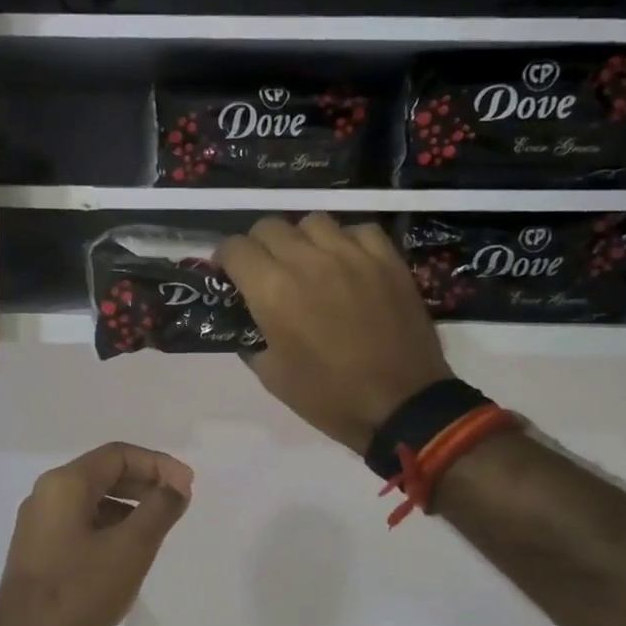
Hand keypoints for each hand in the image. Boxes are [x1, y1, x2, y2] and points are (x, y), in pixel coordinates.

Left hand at [0, 443, 192, 625]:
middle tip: (179, 502)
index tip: (188, 486)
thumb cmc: (79, 592)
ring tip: (159, 527)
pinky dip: (110, 525)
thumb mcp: (131, 548)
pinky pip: (81, 522)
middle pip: (104, 473)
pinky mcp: (39, 549)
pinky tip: (128, 550)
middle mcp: (47, 494)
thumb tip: (177, 485)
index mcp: (65, 484)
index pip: (118, 455)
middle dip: (145, 482)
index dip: (159, 464)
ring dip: (129, 505)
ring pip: (93, 499)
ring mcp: (39, 523)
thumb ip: (159, 509)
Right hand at [219, 215, 450, 453]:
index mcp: (273, 291)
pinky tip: (347, 263)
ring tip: (307, 263)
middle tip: (265, 270)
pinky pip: (358, 230)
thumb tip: (247, 321)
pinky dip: (345, 241)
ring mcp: (351, 255)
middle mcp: (308, 261)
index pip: (235, 249)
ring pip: (313, 221)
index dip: (225, 259)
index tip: (229, 274)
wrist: (400, 404)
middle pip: (270, 226)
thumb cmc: (328, 397)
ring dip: (301, 239)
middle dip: (258, 245)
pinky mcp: (387, 259)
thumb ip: (251, 339)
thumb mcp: (272, 376)